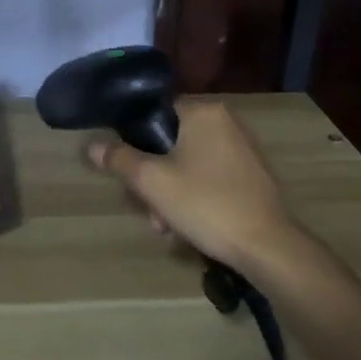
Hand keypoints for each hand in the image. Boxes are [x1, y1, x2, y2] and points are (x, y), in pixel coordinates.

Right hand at [85, 97, 294, 270]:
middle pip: (173, 141)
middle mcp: (227, 121)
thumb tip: (91, 146)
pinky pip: (213, 176)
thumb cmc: (206, 203)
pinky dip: (197, 195)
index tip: (130, 170)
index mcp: (203, 111)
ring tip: (167, 227)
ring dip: (173, 191)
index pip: (156, 112)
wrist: (269, 248)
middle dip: (155, 176)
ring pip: (191, 163)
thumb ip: (120, 159)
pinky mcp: (256, 176)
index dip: (136, 140)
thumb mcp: (152, 182)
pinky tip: (190, 226)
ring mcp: (245, 149)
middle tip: (148, 209)